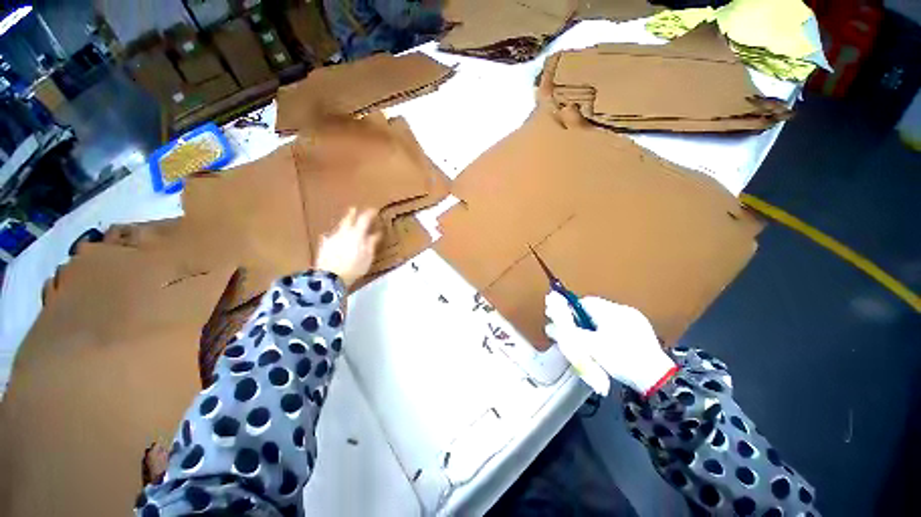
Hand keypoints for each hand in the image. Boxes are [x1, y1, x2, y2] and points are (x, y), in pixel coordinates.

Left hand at [315, 208, 380, 286]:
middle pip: (348, 219)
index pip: (364, 219)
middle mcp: (344, 232)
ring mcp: (332, 238)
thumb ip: (372, 243)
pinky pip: (330, 237)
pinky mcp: (324, 246)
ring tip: (346, 223)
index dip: (370, 214)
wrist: (330, 277)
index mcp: (357, 234)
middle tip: (354, 209)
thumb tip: (377, 233)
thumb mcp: (368, 256)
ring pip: (339, 227)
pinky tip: (332, 238)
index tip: (374, 210)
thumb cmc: (354, 267)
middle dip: (352, 213)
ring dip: (344, 224)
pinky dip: (334, 236)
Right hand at [545, 292, 676, 395]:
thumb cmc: (622, 359)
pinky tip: (605, 345)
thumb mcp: (592, 347)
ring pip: (604, 318)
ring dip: (593, 326)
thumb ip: (569, 335)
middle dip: (581, 320)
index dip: (571, 310)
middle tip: (575, 334)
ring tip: (589, 342)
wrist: (657, 380)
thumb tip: (550, 327)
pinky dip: (605, 332)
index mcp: (612, 311)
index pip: (584, 302)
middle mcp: (623, 310)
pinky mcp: (640, 331)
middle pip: (593, 309)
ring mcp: (634, 320)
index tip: (564, 322)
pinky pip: (615, 325)